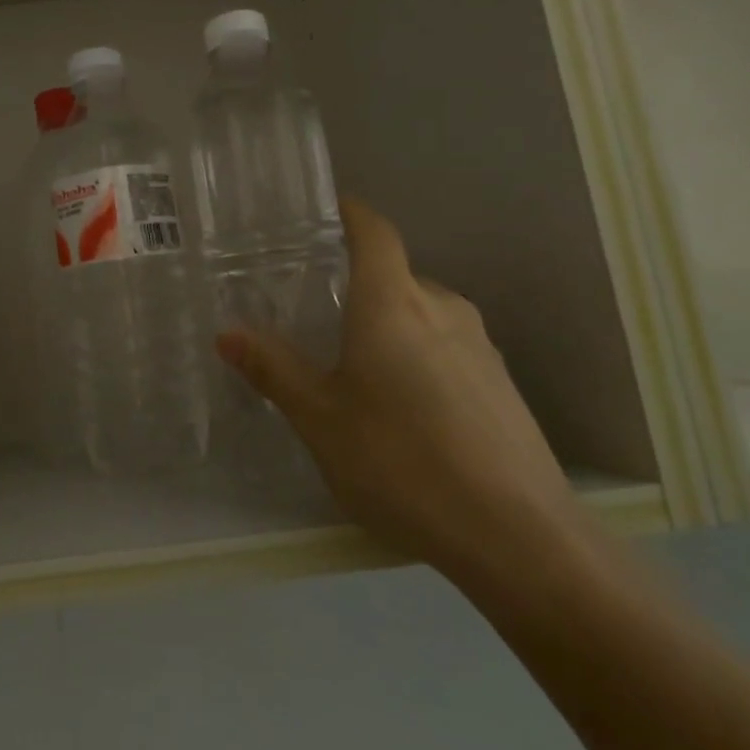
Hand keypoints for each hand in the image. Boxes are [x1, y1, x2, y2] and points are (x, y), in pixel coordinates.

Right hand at [216, 198, 581, 577]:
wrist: (520, 538)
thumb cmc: (402, 462)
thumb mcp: (320, 419)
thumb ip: (274, 370)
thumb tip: (228, 334)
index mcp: (393, 303)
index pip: (374, 231)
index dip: (350, 212)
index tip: (323, 210)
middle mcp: (442, 308)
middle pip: (395, 276)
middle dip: (356, 285)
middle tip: (315, 314)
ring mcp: (481, 347)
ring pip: (423, 315)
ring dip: (388, 325)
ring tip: (354, 366)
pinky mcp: (503, 385)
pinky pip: (447, 349)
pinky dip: (417, 357)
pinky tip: (403, 410)